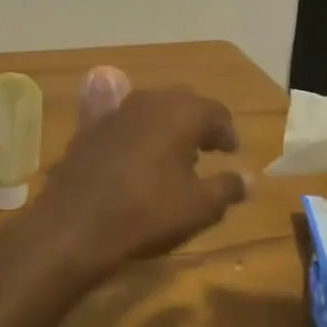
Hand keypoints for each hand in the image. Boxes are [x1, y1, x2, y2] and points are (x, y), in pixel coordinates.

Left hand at [33, 88, 249, 272]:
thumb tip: (249, 178)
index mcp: (180, 112)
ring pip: (152, 111)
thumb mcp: (199, 207)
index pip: (216, 112)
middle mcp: (149, 100)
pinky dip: (138, 135)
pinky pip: (124, 124)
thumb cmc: (148, 212)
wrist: (76, 225)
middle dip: (198, 125)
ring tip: (176, 157)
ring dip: (168, 128)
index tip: (232, 153)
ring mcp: (115, 112)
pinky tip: (137, 159)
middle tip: (209, 150)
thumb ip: (228, 187)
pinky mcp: (89, 129)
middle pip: (183, 104)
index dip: (228, 133)